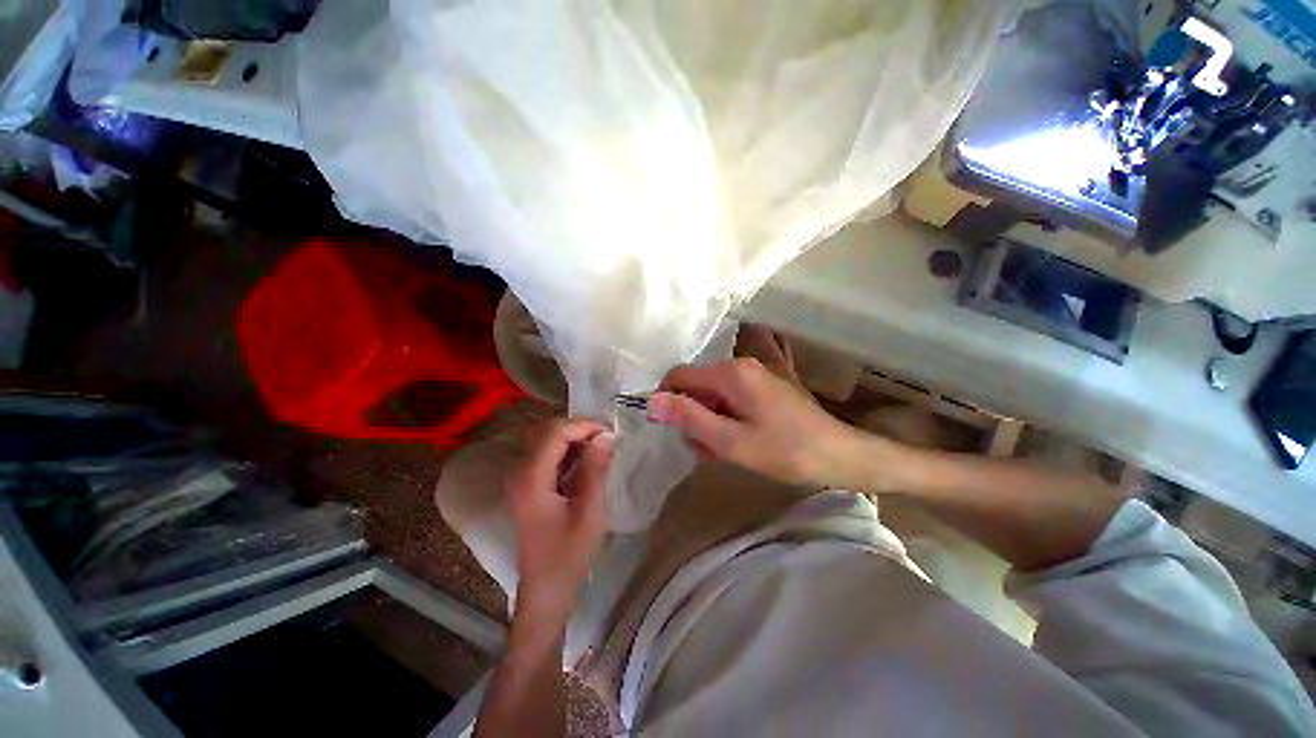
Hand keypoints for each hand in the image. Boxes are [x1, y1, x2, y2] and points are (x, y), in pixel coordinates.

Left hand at [507, 419, 614, 622]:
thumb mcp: (590, 512)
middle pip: (547, 432)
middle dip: (579, 428)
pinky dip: (569, 451)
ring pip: (547, 440)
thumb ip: (596, 470)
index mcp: (531, 478)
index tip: (611, 432)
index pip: (555, 433)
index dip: (584, 426)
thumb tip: (606, 435)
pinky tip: (587, 461)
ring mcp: (521, 478)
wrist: (546, 590)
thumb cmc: (568, 556)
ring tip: (602, 447)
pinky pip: (548, 454)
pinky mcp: (528, 484)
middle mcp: (520, 472)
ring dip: (575, 438)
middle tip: (608, 438)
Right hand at [647, 358, 865, 486]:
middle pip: (696, 385)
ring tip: (720, 450)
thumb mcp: (731, 441)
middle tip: (702, 448)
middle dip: (691, 415)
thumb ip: (690, 418)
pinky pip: (730, 398)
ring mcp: (755, 374)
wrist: (840, 455)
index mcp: (731, 373)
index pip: (679, 375)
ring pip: (712, 394)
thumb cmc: (785, 451)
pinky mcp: (763, 387)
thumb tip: (652, 401)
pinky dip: (725, 418)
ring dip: (708, 420)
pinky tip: (735, 441)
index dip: (666, 399)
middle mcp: (740, 365)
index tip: (668, 428)